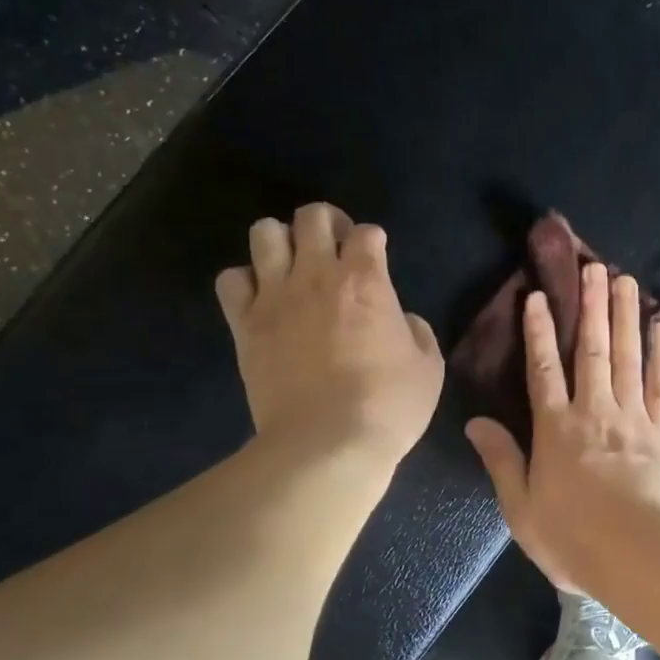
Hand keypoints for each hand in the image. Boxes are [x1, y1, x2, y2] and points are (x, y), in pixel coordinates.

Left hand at [217, 203, 443, 461]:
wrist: (328, 444)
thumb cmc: (389, 405)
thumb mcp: (428, 367)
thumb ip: (416, 331)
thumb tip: (400, 320)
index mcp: (366, 281)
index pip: (367, 232)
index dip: (374, 240)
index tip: (376, 257)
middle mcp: (317, 275)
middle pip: (312, 216)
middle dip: (327, 223)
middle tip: (335, 248)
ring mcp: (275, 297)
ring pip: (264, 233)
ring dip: (281, 241)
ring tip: (292, 265)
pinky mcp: (245, 325)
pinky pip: (231, 280)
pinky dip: (245, 281)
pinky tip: (260, 298)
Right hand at [465, 262, 659, 590]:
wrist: (638, 557)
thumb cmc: (572, 538)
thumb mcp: (521, 507)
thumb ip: (501, 460)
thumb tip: (476, 421)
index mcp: (555, 429)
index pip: (542, 369)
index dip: (538, 331)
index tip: (538, 295)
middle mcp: (594, 411)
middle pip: (590, 349)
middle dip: (590, 306)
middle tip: (593, 266)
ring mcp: (632, 417)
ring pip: (627, 356)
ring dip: (625, 316)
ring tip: (626, 279)